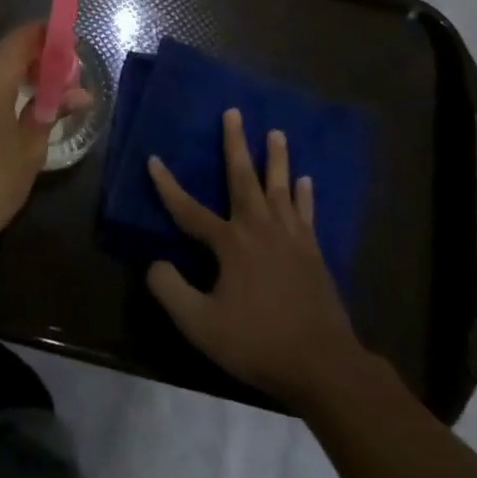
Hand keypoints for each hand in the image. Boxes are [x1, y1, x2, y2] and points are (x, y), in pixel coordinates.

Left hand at [0, 22, 90, 264]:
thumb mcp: (29, 149)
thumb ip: (51, 110)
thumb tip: (79, 93)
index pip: (29, 34)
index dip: (55, 43)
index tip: (76, 64)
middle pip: (9, 51)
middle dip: (38, 66)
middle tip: (65, 93)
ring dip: (16, 82)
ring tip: (42, 111)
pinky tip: (10, 123)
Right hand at [146, 109, 373, 410]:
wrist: (323, 365)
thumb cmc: (258, 343)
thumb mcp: (201, 325)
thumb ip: (171, 291)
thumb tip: (154, 263)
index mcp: (230, 243)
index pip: (189, 209)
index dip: (168, 186)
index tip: (153, 159)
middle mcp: (259, 228)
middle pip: (244, 177)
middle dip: (235, 144)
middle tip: (234, 112)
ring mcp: (290, 237)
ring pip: (280, 187)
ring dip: (276, 158)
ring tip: (277, 132)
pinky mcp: (312, 252)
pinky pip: (306, 213)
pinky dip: (305, 195)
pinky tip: (306, 180)